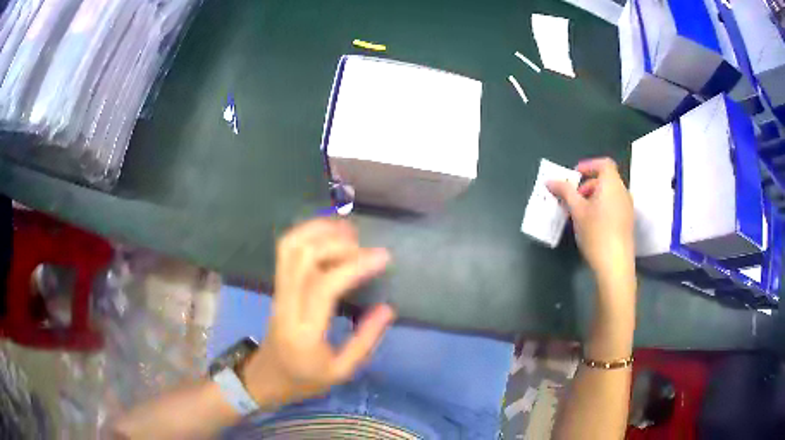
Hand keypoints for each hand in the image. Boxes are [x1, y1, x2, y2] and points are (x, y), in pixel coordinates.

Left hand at [241, 219, 395, 407]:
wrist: (265, 378)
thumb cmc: (304, 379)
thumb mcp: (341, 371)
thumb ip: (365, 340)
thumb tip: (388, 308)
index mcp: (304, 331)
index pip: (324, 287)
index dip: (354, 266)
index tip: (382, 257)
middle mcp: (286, 304)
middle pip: (303, 258)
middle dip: (337, 244)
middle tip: (365, 247)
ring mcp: (277, 291)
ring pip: (290, 248)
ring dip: (318, 231)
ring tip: (347, 230)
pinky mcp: (276, 286)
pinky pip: (286, 251)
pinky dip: (306, 234)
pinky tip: (328, 234)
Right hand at [547, 158, 634, 287]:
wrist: (615, 265)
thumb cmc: (596, 233)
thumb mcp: (577, 211)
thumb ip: (564, 192)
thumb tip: (550, 180)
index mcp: (612, 184)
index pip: (604, 164)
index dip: (588, 165)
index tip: (574, 176)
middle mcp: (623, 192)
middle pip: (605, 180)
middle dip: (587, 185)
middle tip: (572, 199)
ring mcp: (627, 208)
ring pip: (609, 195)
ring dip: (593, 198)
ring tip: (578, 214)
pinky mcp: (627, 223)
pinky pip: (613, 206)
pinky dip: (601, 208)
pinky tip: (590, 225)